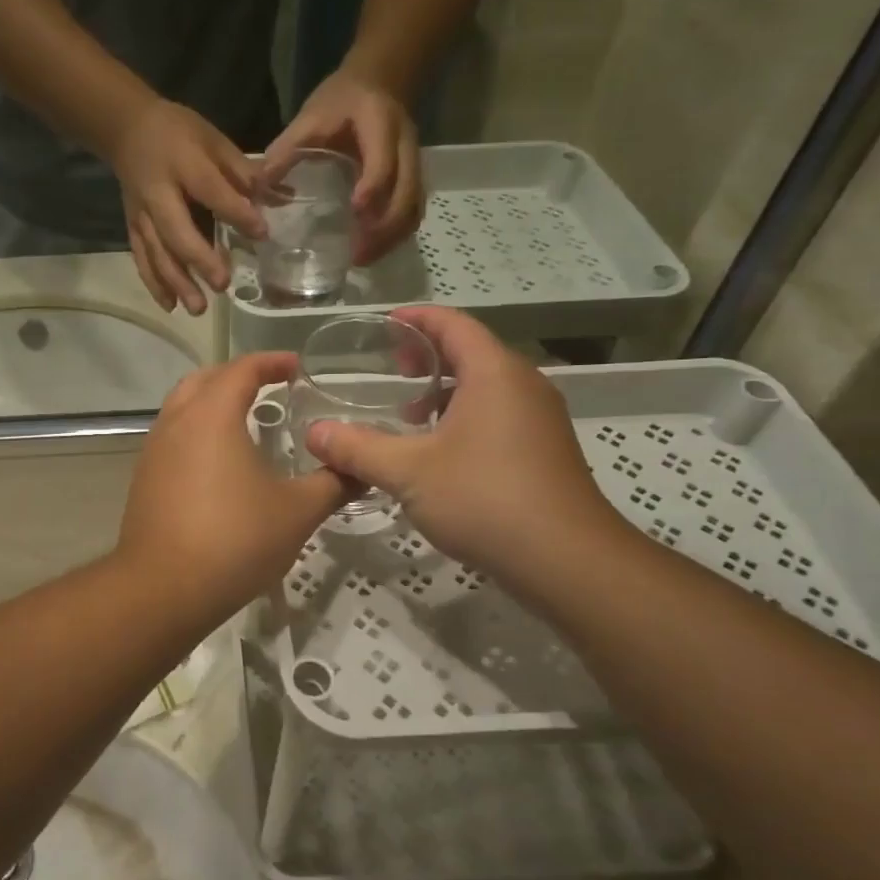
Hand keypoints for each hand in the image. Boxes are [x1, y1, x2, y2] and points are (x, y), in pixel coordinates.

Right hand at [110, 99, 264, 315]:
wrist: (126, 130)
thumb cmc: (178, 133)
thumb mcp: (213, 140)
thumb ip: (243, 172)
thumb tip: (281, 198)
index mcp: (184, 164)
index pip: (211, 191)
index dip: (236, 212)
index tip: (261, 233)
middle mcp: (158, 193)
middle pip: (176, 231)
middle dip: (199, 260)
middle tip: (223, 284)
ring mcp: (142, 214)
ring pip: (157, 253)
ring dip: (177, 282)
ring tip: (198, 308)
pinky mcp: (133, 228)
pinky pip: (142, 259)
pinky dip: (154, 284)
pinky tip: (171, 306)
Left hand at [118, 352, 348, 614]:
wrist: (163, 589)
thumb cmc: (235, 540)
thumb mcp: (297, 512)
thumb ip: (332, 484)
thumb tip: (360, 469)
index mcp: (212, 415)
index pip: (242, 369)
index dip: (271, 362)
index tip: (296, 367)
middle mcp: (176, 422)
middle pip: (204, 379)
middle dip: (236, 376)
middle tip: (268, 387)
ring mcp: (153, 451)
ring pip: (181, 408)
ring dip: (211, 403)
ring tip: (244, 421)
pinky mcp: (143, 479)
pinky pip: (172, 438)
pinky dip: (196, 433)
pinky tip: (218, 464)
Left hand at [264, 69, 422, 264]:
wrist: (378, 81)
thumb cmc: (341, 100)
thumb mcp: (310, 116)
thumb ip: (287, 148)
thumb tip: (259, 186)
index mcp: (380, 124)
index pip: (384, 159)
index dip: (373, 186)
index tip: (356, 211)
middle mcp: (405, 145)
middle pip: (407, 192)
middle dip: (385, 228)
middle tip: (357, 255)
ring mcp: (413, 163)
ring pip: (414, 207)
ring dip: (392, 237)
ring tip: (363, 259)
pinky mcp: (413, 178)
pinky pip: (412, 211)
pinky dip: (396, 234)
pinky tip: (373, 249)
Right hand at [303, 308, 626, 589]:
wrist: (566, 561)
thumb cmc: (484, 499)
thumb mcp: (407, 472)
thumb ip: (357, 448)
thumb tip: (313, 434)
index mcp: (494, 373)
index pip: (454, 324)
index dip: (417, 318)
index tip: (385, 324)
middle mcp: (523, 386)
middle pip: (472, 351)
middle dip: (429, 355)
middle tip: (393, 369)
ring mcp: (540, 419)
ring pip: (487, 387)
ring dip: (446, 390)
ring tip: (409, 414)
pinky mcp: (545, 451)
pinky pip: (499, 414)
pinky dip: (465, 416)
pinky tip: (441, 453)